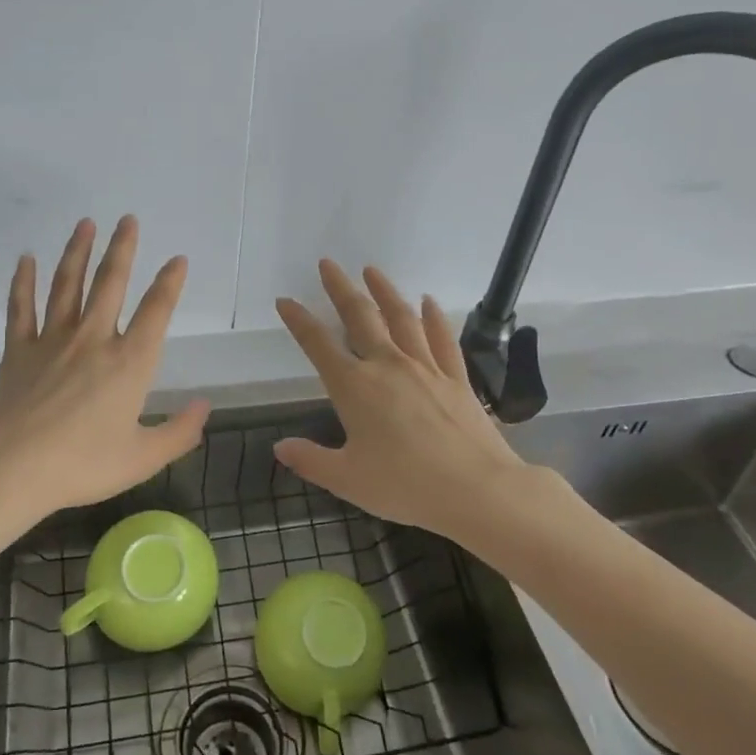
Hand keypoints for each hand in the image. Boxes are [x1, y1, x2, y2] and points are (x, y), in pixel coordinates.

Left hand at [0, 216, 209, 523]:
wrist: (7, 469)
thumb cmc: (80, 465)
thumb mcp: (142, 458)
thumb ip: (179, 432)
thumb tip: (206, 406)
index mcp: (129, 362)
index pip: (156, 311)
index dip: (169, 283)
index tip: (178, 259)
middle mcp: (93, 339)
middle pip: (110, 283)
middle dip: (122, 248)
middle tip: (127, 219)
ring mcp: (52, 340)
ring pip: (68, 285)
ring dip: (78, 251)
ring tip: (85, 223)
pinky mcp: (17, 350)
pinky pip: (21, 307)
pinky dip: (24, 281)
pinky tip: (26, 259)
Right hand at [274, 261, 527, 535]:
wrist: (476, 489)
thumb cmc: (405, 486)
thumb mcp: (348, 479)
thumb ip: (311, 460)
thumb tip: (279, 447)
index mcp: (355, 388)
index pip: (318, 345)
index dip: (299, 321)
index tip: (285, 300)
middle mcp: (387, 366)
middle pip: (360, 317)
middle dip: (340, 289)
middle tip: (328, 264)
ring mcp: (425, 368)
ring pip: (401, 318)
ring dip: (384, 291)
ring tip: (371, 270)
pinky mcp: (456, 377)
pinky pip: (442, 338)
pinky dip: (433, 317)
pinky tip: (428, 301)